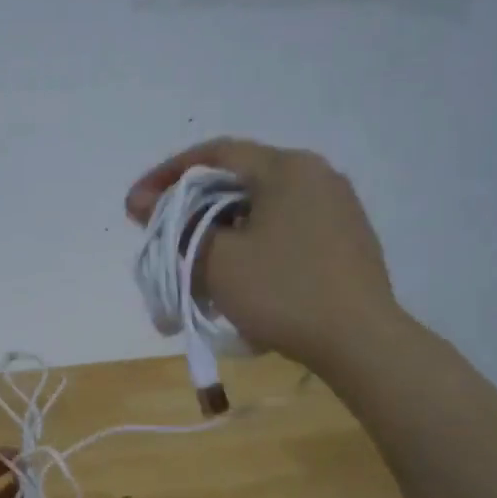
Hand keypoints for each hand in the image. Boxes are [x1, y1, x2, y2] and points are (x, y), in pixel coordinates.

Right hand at [126, 137, 397, 371]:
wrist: (360, 342)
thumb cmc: (282, 291)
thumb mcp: (217, 260)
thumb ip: (175, 225)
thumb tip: (141, 201)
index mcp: (286, 168)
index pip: (214, 154)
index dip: (167, 175)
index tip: (135, 204)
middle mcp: (316, 176)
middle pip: (238, 182)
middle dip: (193, 209)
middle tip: (162, 238)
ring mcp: (336, 208)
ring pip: (261, 210)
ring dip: (221, 232)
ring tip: (194, 266)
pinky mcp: (345, 240)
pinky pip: (284, 231)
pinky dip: (252, 246)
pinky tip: (237, 279)